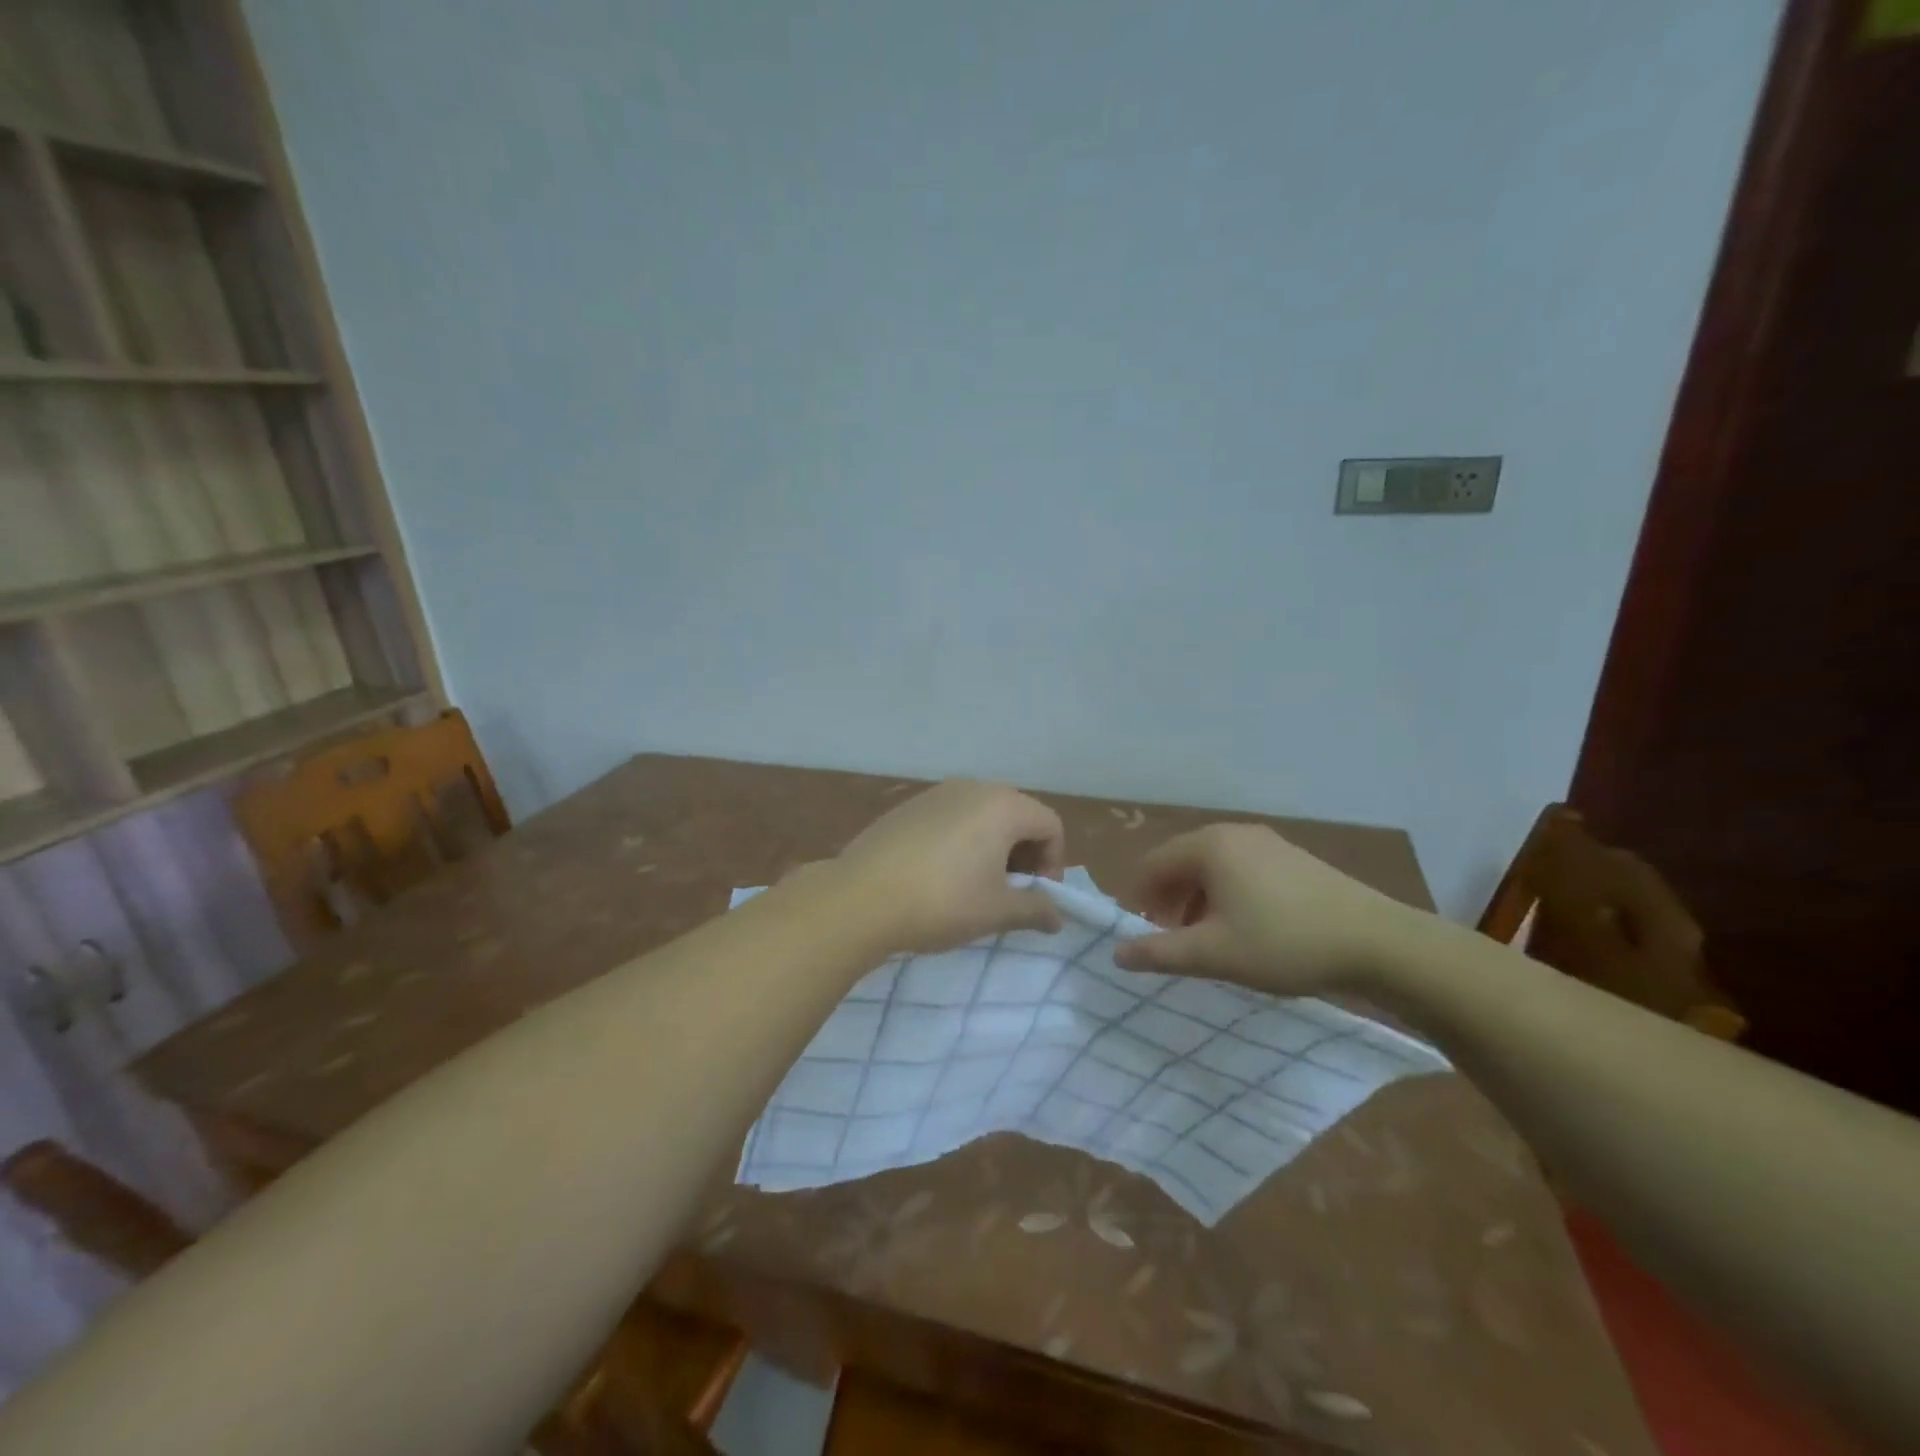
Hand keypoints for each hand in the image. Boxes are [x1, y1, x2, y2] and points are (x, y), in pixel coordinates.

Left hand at [836, 781, 1066, 954]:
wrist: (860, 897)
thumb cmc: (942, 901)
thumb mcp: (996, 911)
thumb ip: (1035, 909)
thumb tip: (1057, 917)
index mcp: (1002, 805)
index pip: (1050, 825)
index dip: (1053, 862)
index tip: (1035, 897)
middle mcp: (972, 788)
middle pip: (1017, 815)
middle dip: (1023, 854)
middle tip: (1009, 893)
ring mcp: (936, 793)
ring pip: (982, 816)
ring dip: (992, 848)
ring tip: (974, 887)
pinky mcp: (907, 807)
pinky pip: (950, 819)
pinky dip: (960, 842)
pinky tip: (939, 876)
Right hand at [1111, 824, 1425, 993]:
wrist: (1378, 943)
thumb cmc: (1283, 943)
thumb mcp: (1214, 954)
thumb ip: (1160, 953)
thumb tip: (1117, 953)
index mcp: (1209, 846)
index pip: (1152, 865)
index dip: (1138, 900)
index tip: (1140, 935)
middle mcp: (1234, 833)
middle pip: (1181, 863)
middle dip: (1168, 901)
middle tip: (1171, 941)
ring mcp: (1267, 842)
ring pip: (1212, 868)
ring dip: (1197, 901)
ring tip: (1206, 940)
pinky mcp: (1292, 858)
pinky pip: (1241, 870)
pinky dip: (1227, 896)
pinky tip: (1244, 929)